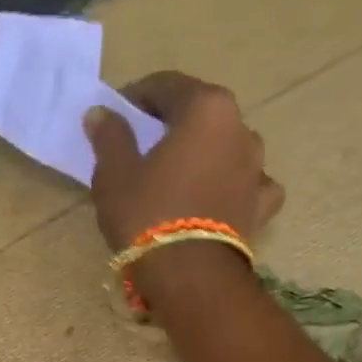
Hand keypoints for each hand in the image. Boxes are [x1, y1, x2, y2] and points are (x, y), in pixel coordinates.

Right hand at [83, 72, 285, 252]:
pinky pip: (246, 184)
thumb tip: (101, 113)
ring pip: (226, 147)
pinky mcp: (261, 204)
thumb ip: (110, 137)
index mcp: (205, 109)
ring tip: (177, 178)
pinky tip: (217, 199)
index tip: (116, 117)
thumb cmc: (147, 215)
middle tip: (143, 149)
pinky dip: (231, 186)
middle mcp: (240, 128)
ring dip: (203, 154)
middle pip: (200, 115)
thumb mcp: (114, 175)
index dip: (137, 97)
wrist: (189, 275)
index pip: (167, 85)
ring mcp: (257, 167)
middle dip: (171, 126)